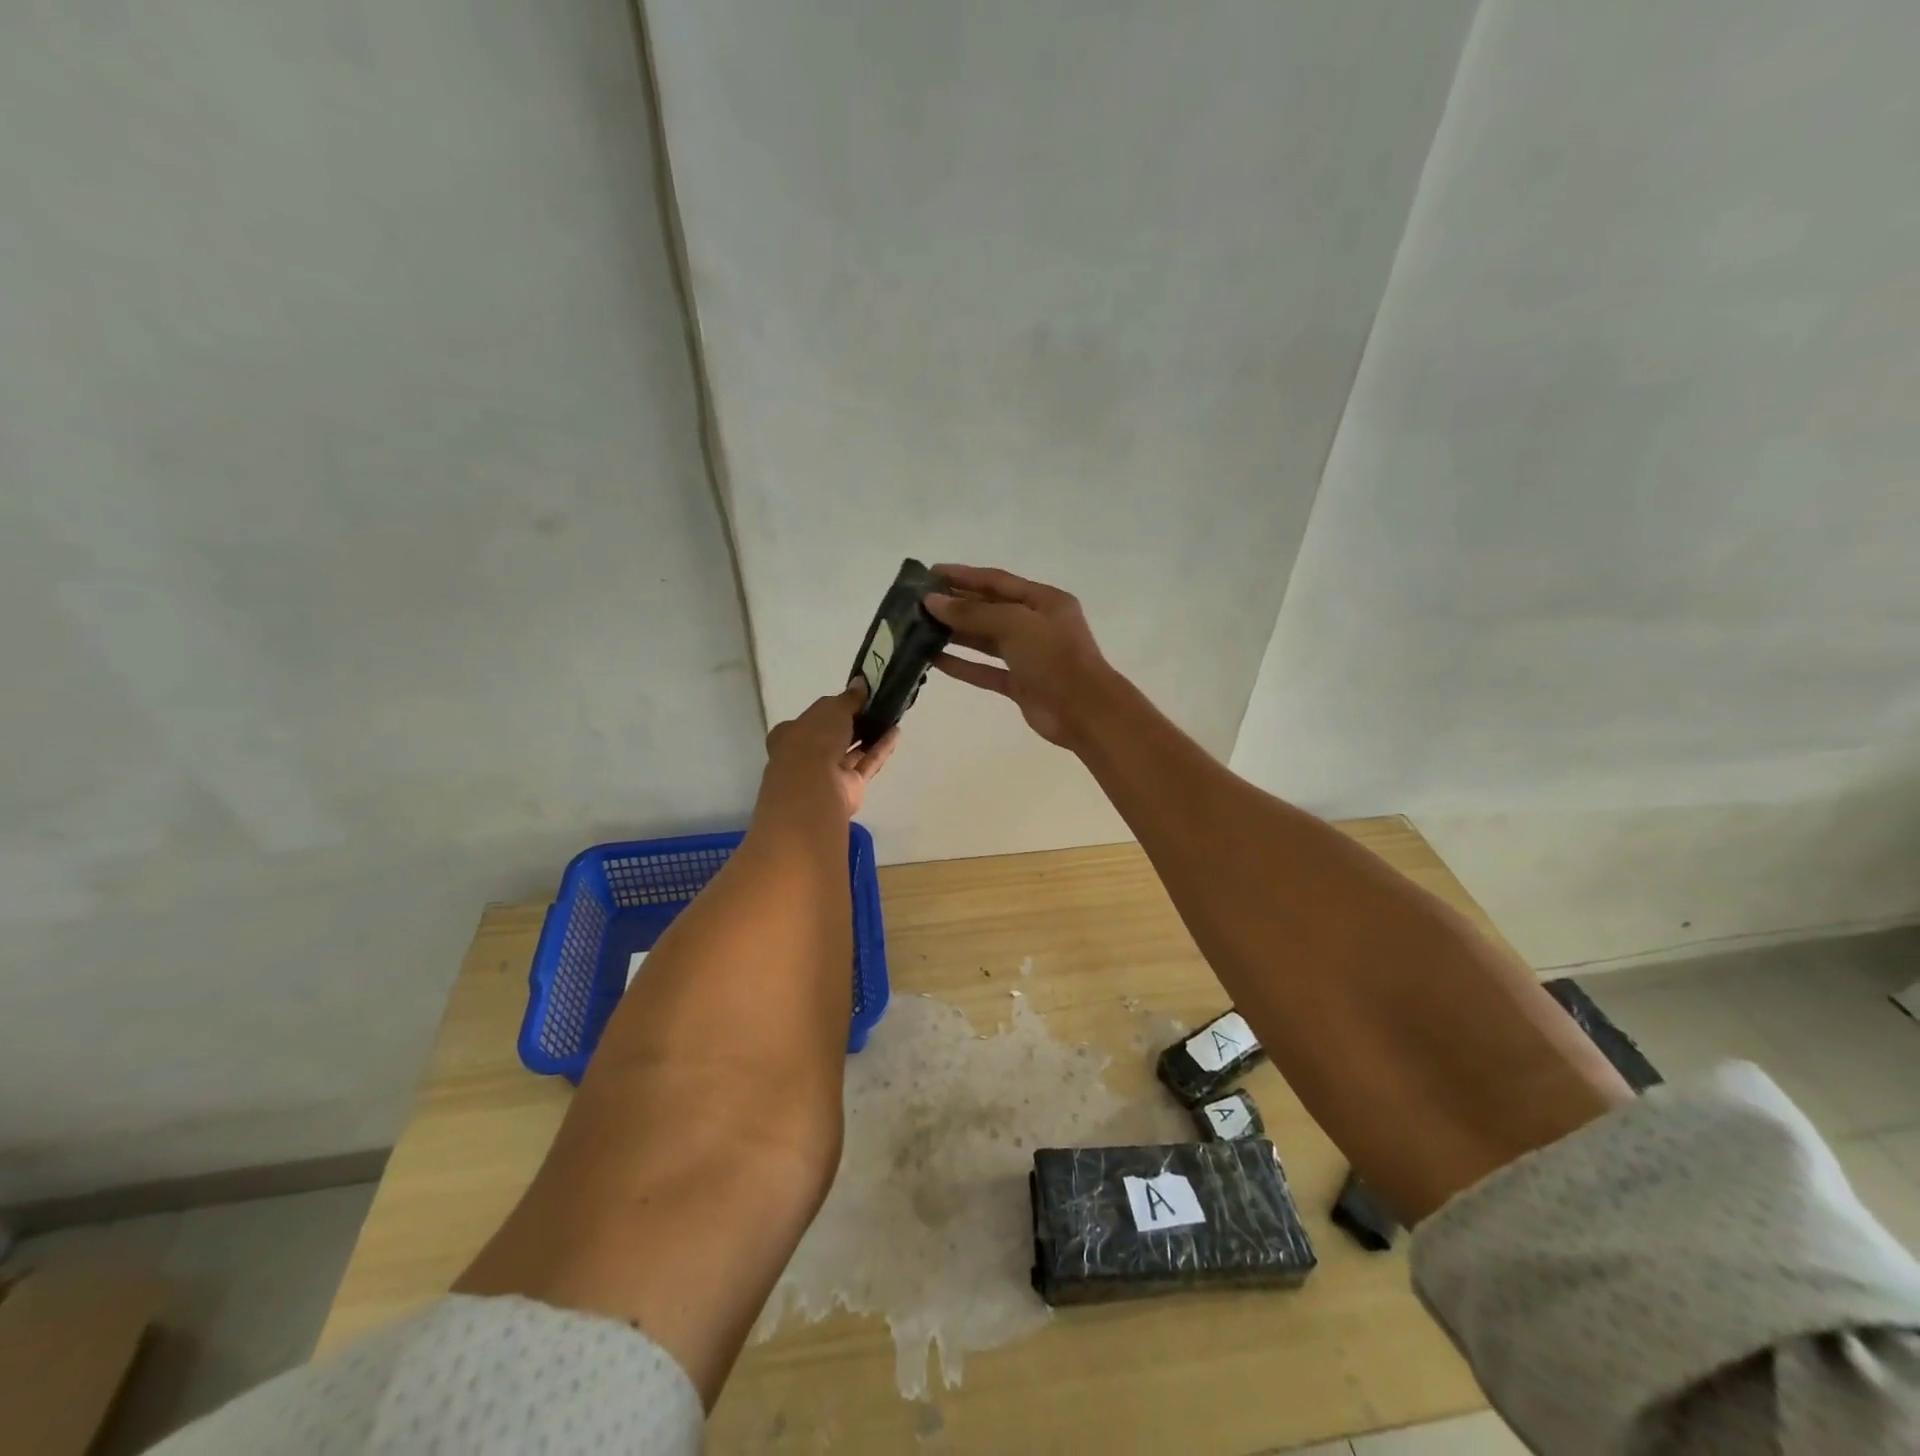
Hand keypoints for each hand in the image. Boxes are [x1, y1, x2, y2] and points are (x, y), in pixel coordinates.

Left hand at [757, 683, 899, 823]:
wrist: (814, 787)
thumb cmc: (813, 739)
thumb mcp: (831, 708)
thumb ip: (848, 698)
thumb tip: (861, 683)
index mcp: (792, 734)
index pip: (814, 718)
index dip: (834, 708)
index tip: (856, 698)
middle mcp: (807, 755)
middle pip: (834, 736)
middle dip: (854, 723)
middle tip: (877, 706)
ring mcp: (828, 774)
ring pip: (852, 751)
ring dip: (870, 735)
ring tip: (891, 717)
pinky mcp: (849, 788)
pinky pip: (866, 764)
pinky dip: (880, 749)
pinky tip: (895, 733)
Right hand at [925, 564, 1116, 747]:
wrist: (1084, 711)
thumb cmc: (1054, 657)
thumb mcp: (1014, 624)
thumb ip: (972, 613)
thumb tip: (932, 602)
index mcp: (1044, 601)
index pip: (997, 581)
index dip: (963, 576)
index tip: (930, 573)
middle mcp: (1036, 624)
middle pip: (989, 609)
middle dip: (955, 605)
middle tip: (918, 603)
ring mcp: (1028, 656)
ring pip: (985, 640)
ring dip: (955, 634)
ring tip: (920, 629)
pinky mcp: (1019, 684)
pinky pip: (985, 670)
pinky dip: (962, 664)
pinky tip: (934, 659)